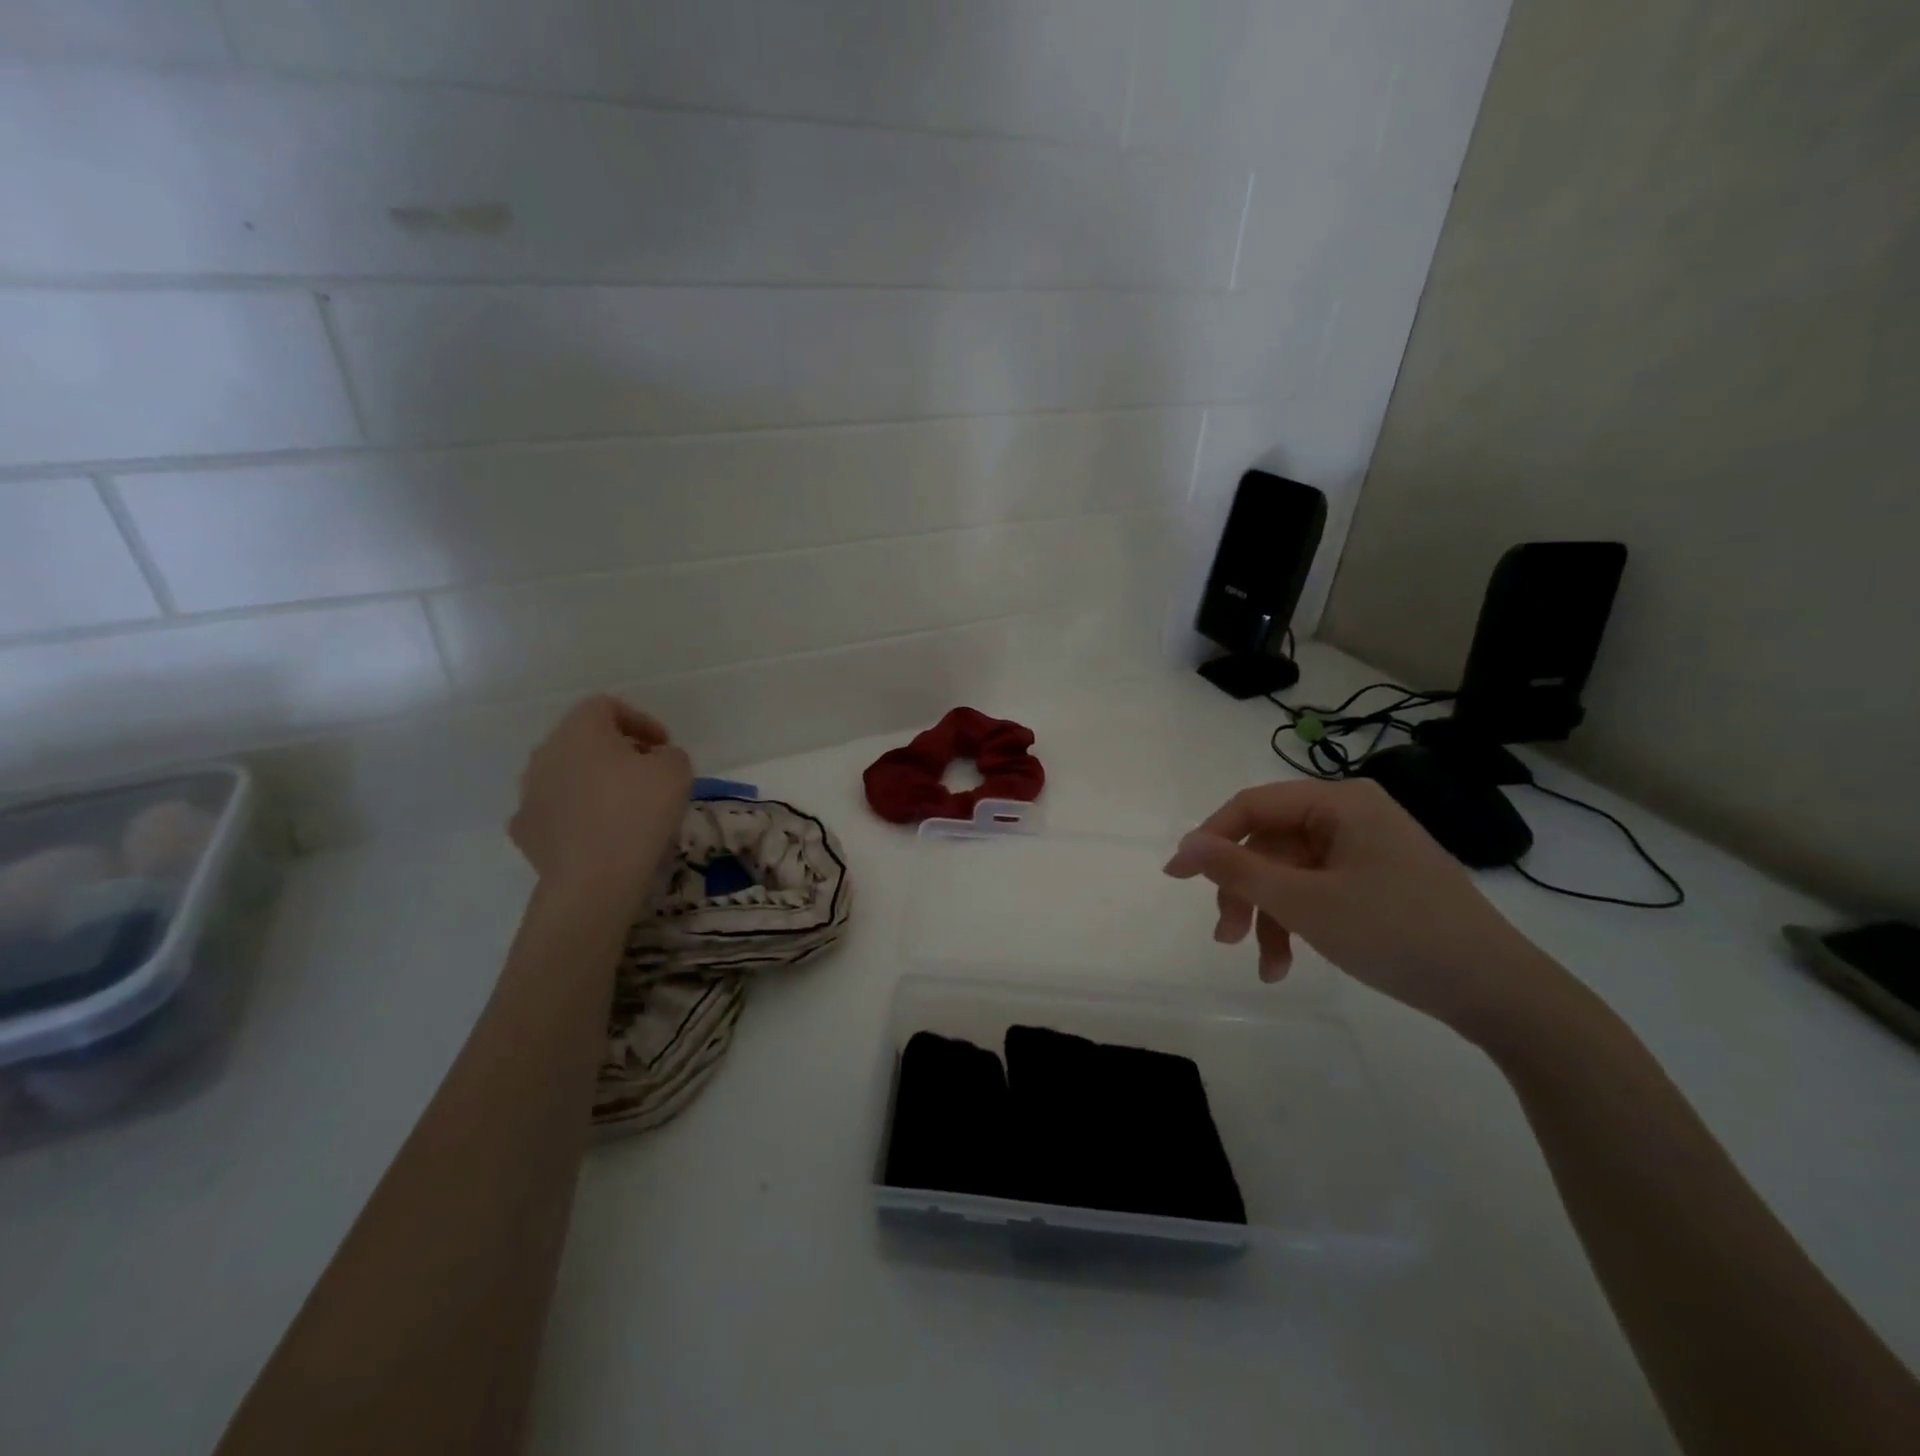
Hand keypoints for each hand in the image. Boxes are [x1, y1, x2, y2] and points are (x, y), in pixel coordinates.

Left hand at [510, 696, 692, 906]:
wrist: (594, 877)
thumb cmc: (639, 811)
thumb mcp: (676, 771)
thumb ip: (669, 754)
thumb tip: (656, 760)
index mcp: (580, 730)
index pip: (606, 706)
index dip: (640, 720)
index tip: (663, 745)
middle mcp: (545, 753)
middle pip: (582, 739)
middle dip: (615, 750)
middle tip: (646, 771)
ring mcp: (528, 792)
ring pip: (564, 774)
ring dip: (592, 781)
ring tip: (623, 804)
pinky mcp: (524, 829)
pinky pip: (554, 810)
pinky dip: (575, 814)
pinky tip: (597, 832)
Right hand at [1164, 779, 1566, 1041]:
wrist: (1499, 993)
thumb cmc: (1396, 933)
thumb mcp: (1305, 903)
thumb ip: (1238, 869)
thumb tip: (1184, 844)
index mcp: (1340, 802)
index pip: (1253, 806)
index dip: (1209, 839)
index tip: (1176, 878)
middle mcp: (1352, 816)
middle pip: (1270, 844)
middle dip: (1244, 892)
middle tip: (1224, 936)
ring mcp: (1366, 851)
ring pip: (1291, 874)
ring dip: (1268, 917)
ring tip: (1264, 965)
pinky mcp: (1377, 883)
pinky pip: (1318, 892)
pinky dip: (1298, 924)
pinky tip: (1287, 965)